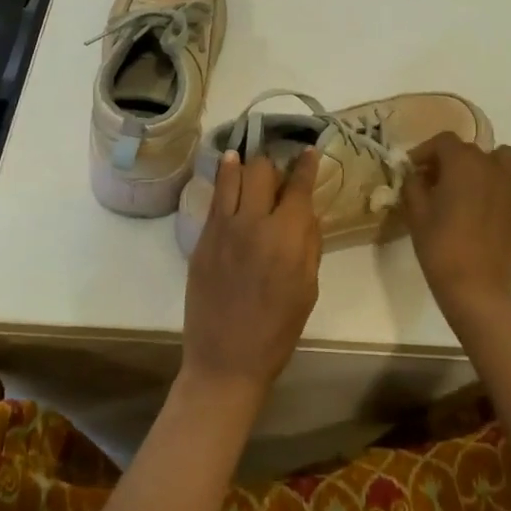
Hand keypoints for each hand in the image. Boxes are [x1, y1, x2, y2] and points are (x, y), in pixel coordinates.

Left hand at [180, 149, 322, 406]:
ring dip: (243, 163)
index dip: (306, 164)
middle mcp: (253, 222)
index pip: (299, 185)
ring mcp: (222, 227)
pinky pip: (214, 198)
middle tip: (278, 172)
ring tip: (245, 157)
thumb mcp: (308, 288)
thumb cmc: (278, 330)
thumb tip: (307, 212)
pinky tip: (227, 173)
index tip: (309, 150)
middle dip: (274, 164)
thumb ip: (309, 244)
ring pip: (232, 175)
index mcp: (286, 236)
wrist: (226, 359)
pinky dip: (224, 181)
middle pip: (262, 170)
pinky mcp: (201, 238)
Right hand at [401, 133, 510, 325]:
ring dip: (487, 166)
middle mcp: (492, 166)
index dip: (425, 152)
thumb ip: (413, 185)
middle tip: (437, 184)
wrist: (476, 288)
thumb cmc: (440, 247)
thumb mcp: (416, 213)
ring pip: (504, 159)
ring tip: (474, 187)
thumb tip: (416, 174)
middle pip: (471, 150)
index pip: (443, 141)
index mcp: (462, 163)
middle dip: (451, 161)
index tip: (414, 169)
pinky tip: (506, 200)